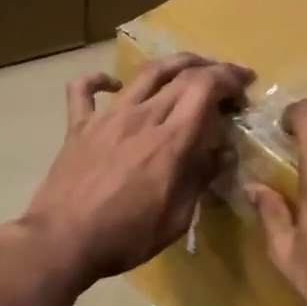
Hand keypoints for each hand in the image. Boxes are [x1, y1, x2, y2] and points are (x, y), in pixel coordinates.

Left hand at [19, 53, 253, 287]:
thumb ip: (201, 179)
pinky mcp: (78, 126)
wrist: (62, 241)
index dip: (229, 78)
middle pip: (181, 74)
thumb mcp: (177, 218)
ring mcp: (107, 117)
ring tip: (189, 68)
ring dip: (173, 64)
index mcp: (170, 140)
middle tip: (226, 83)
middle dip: (212, 70)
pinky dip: (100, 80)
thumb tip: (223, 152)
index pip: (206, 88)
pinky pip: (84, 89)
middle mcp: (141, 117)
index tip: (244, 86)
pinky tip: (113, 84)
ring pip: (144, 73)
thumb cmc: (126, 237)